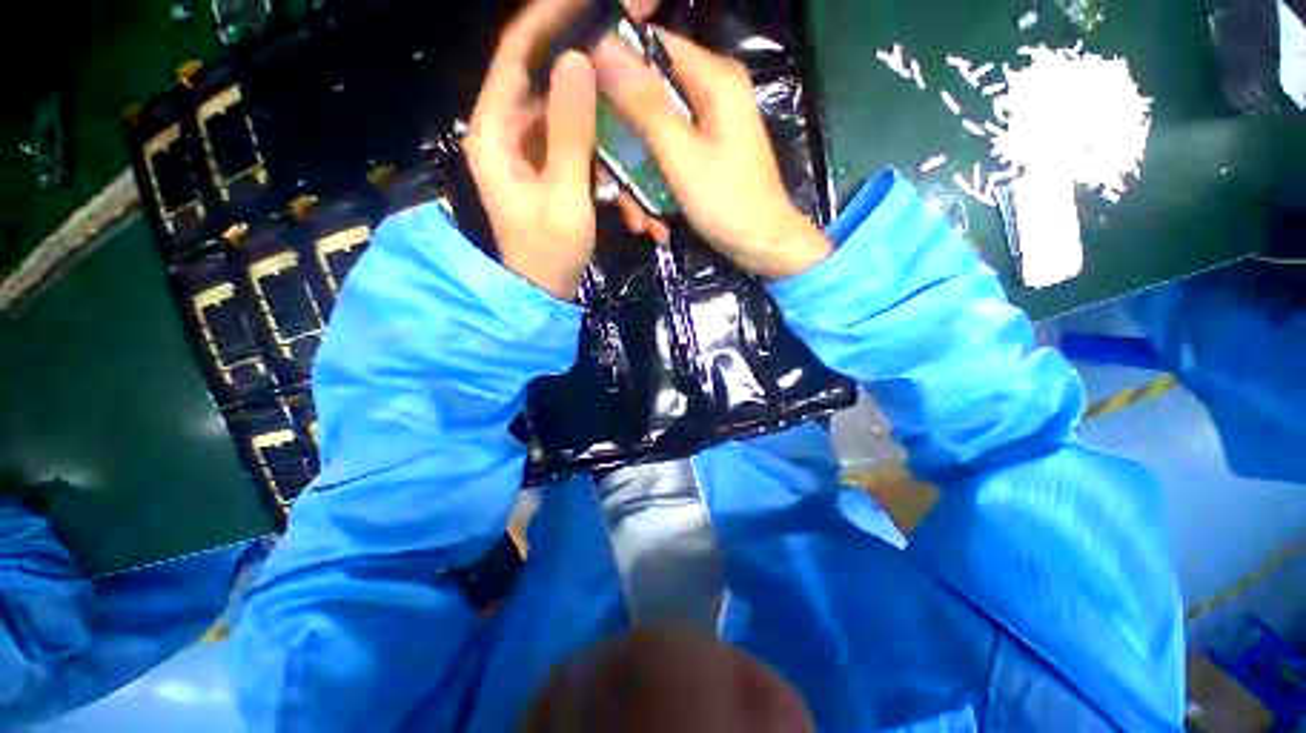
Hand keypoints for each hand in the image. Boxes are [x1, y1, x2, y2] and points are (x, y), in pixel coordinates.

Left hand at [465, 0, 598, 299]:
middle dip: (578, 49)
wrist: (542, 289)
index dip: (548, 19)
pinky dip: (593, 128)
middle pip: (538, 71)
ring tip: (624, 70)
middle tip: (620, 28)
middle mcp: (504, 127)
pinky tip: (617, 124)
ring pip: (557, 100)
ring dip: (591, 90)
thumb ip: (570, 133)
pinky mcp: (543, 161)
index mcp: (494, 130)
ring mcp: (525, 145)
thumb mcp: (564, 197)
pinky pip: (568, 130)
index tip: (587, 0)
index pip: (516, 54)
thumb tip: (577, 61)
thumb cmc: (548, 252)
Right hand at [590, 30, 831, 278]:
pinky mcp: (705, 155)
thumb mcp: (681, 156)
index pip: (651, 46)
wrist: (763, 247)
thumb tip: (602, 46)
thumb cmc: (728, 203)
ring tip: (640, 221)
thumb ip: (644, 104)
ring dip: (639, 183)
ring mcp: (708, 127)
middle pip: (647, 101)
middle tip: (612, 188)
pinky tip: (655, 222)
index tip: (586, 105)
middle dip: (625, 151)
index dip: (612, 68)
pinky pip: (667, 159)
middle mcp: (711, 93)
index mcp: (713, 78)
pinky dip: (656, 190)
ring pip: (653, 138)